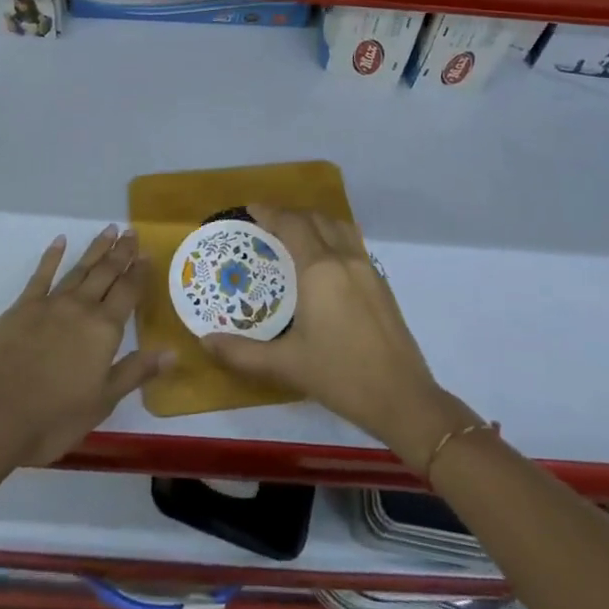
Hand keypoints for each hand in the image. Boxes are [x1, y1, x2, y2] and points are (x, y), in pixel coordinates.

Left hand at [0, 226, 169, 466]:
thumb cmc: (55, 417)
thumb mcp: (104, 401)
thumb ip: (136, 371)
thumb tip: (172, 351)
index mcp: (105, 329)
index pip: (128, 292)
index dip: (139, 272)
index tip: (147, 253)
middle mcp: (82, 307)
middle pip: (106, 273)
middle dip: (121, 252)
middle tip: (131, 231)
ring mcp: (51, 303)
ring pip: (80, 269)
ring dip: (96, 249)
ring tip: (109, 230)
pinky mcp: (23, 307)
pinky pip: (42, 275)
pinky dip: (52, 256)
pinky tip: (60, 241)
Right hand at [202, 205, 475, 467]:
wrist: (403, 399)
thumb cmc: (341, 376)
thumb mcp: (286, 366)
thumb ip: (242, 353)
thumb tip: (205, 341)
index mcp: (319, 269)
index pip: (291, 224)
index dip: (270, 212)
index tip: (250, 208)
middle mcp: (343, 259)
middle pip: (315, 218)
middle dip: (289, 214)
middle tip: (266, 223)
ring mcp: (367, 268)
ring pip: (338, 226)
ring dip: (314, 221)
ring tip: (294, 234)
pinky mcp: (381, 283)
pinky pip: (352, 242)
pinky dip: (332, 236)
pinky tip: (324, 260)